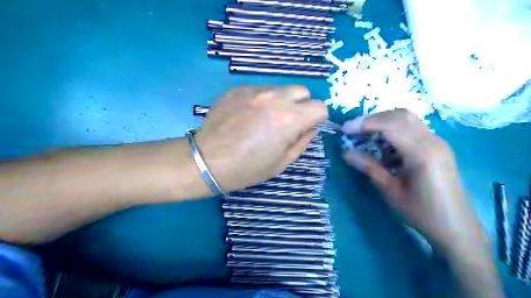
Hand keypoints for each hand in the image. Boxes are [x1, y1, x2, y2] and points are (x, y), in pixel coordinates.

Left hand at [195, 84, 327, 193]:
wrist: (207, 161)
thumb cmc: (247, 168)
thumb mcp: (282, 162)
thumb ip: (302, 142)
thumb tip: (311, 128)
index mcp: (290, 118)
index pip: (320, 106)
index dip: (317, 118)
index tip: (307, 127)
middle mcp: (275, 98)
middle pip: (302, 91)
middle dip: (301, 105)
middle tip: (288, 122)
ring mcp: (254, 90)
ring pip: (280, 88)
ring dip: (281, 101)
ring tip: (265, 119)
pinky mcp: (237, 89)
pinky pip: (259, 90)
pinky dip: (261, 100)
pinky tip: (247, 116)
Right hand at [342, 110, 483, 250]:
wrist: (457, 228)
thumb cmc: (422, 213)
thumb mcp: (391, 191)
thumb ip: (369, 167)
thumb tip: (346, 152)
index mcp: (422, 152)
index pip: (390, 125)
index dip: (364, 124)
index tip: (345, 129)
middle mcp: (432, 141)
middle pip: (400, 115)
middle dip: (373, 119)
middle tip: (354, 131)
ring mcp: (437, 142)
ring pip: (407, 119)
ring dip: (383, 123)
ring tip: (365, 136)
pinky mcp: (437, 147)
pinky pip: (413, 129)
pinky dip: (394, 130)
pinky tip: (384, 146)